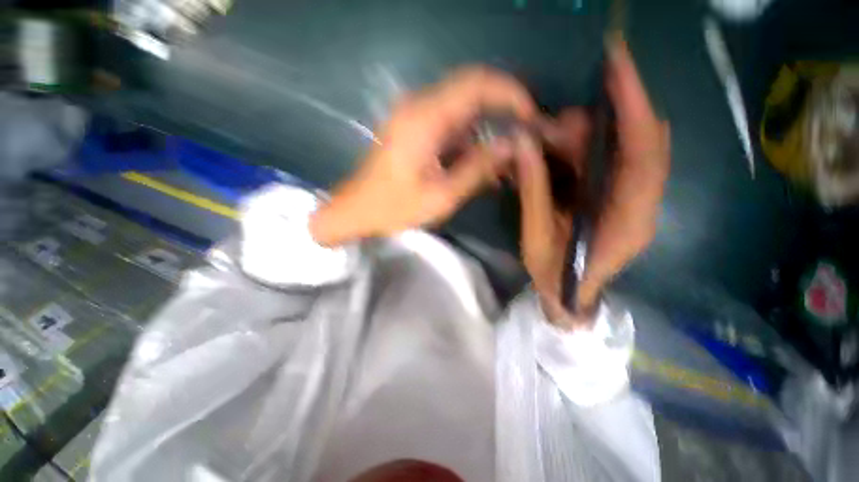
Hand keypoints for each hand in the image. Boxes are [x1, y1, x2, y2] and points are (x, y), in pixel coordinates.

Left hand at [311, 67, 535, 246]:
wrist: (357, 210)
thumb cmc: (394, 208)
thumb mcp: (441, 196)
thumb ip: (477, 169)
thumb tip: (511, 145)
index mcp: (424, 119)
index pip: (477, 84)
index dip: (510, 93)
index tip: (530, 117)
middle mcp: (419, 107)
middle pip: (472, 89)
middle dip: (503, 108)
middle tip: (522, 136)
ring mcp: (415, 116)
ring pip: (463, 107)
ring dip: (487, 126)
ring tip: (503, 156)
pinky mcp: (414, 128)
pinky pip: (450, 123)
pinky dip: (470, 138)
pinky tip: (479, 161)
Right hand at [517, 39, 670, 328]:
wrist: (568, 296)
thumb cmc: (554, 276)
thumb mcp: (536, 238)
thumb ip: (533, 192)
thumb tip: (523, 146)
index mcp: (628, 220)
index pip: (645, 155)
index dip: (634, 109)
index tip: (617, 69)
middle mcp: (640, 203)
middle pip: (633, 145)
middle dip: (594, 124)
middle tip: (551, 126)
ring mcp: (631, 199)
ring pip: (618, 150)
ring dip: (584, 137)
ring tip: (546, 140)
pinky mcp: (617, 197)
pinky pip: (606, 161)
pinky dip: (583, 149)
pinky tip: (556, 151)